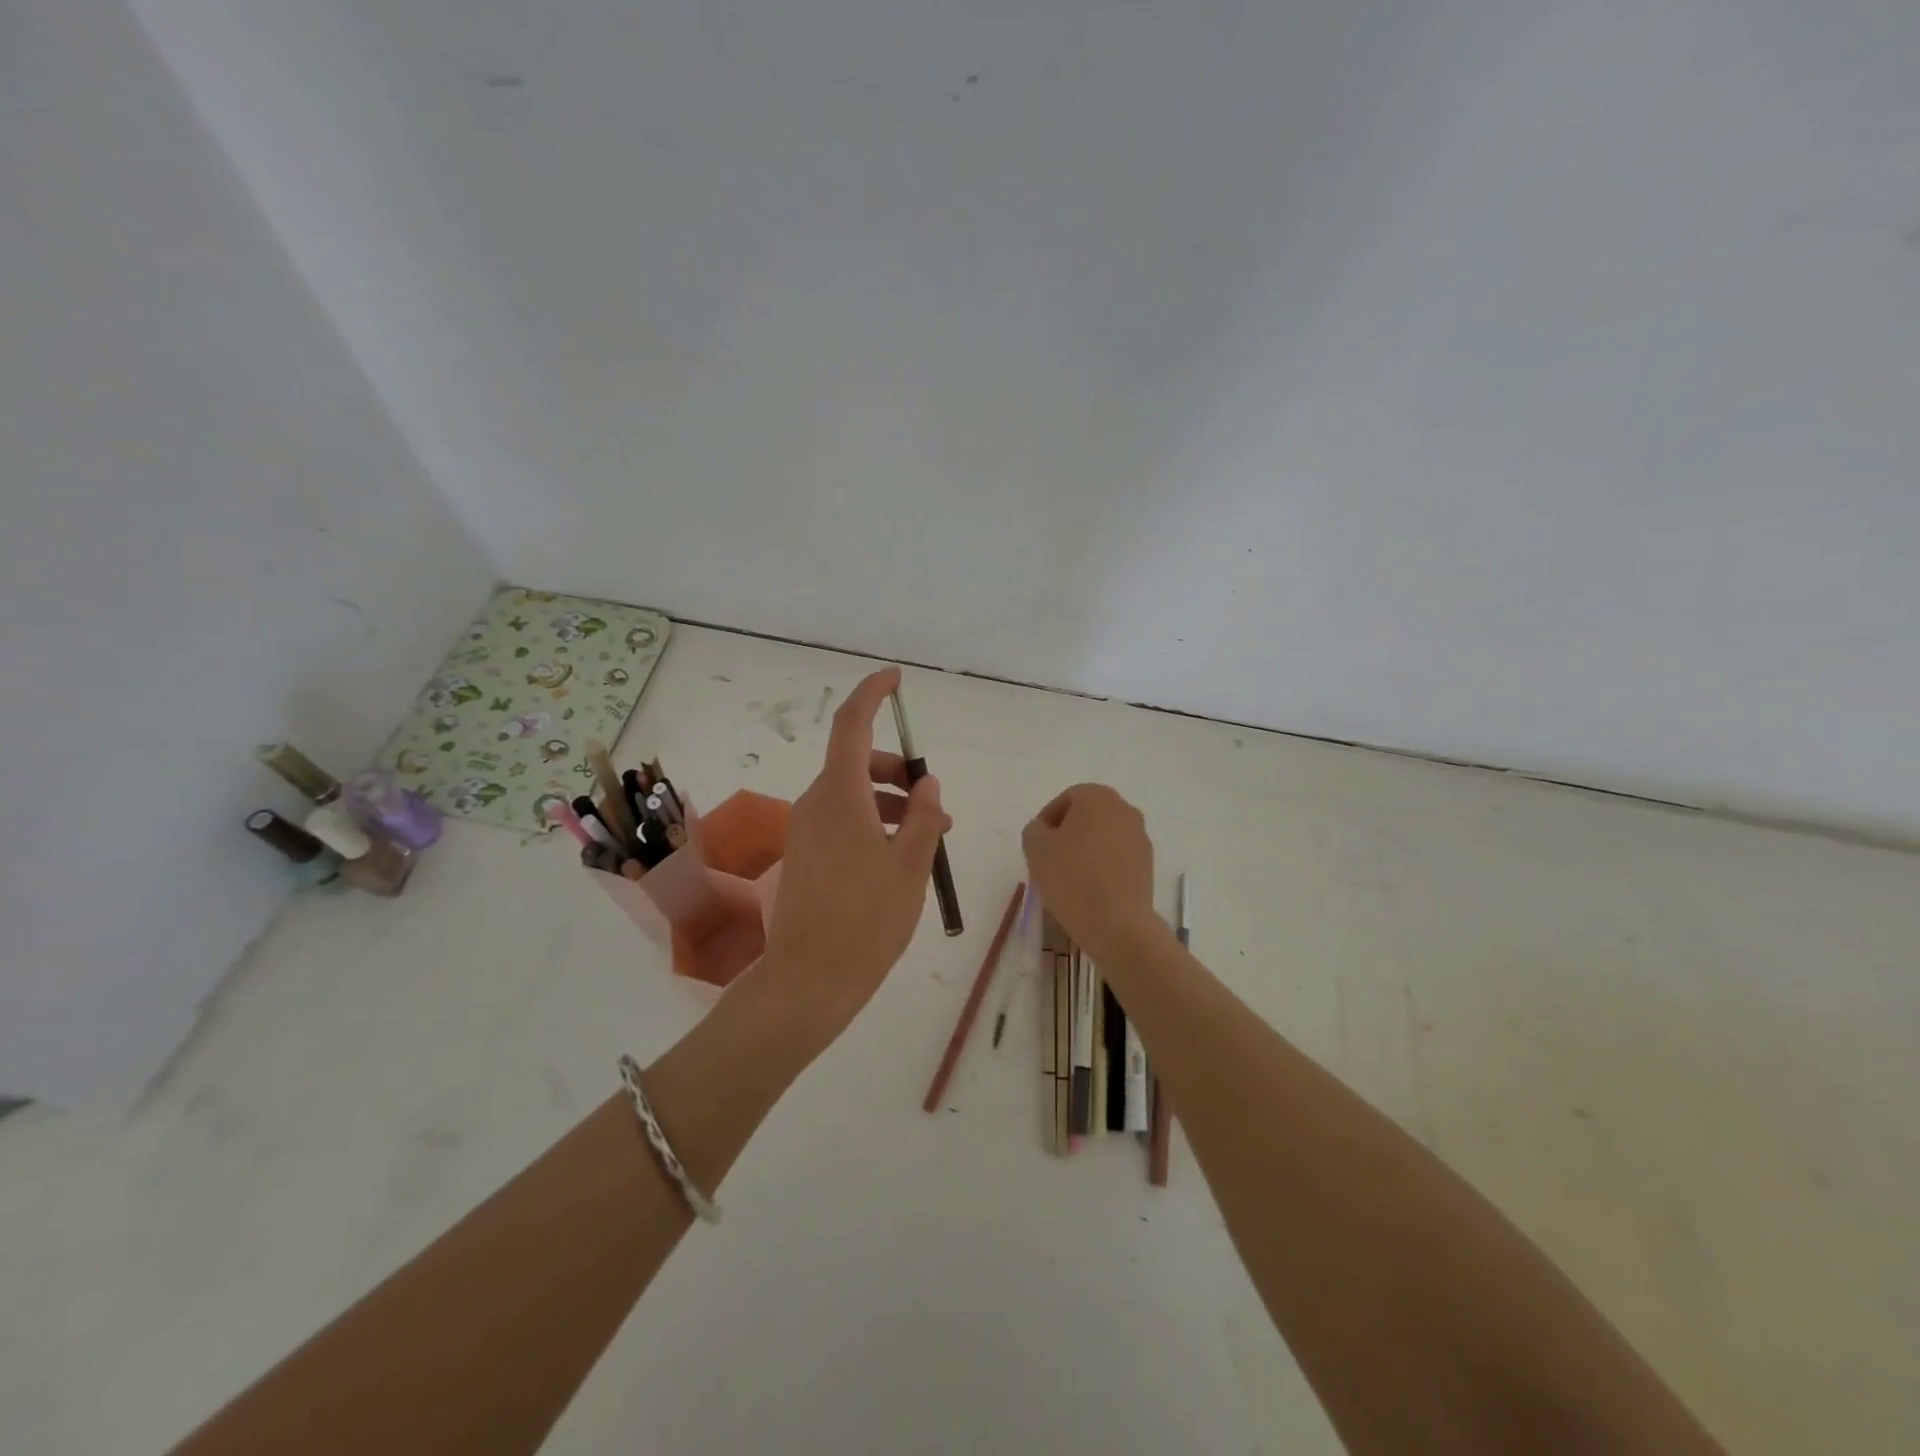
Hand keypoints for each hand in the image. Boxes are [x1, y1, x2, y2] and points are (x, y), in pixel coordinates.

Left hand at [761, 667, 951, 1042]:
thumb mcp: (910, 865)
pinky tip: (899, 856)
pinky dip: (873, 823)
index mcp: (840, 796)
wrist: (810, 980)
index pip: (852, 725)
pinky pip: (843, 820)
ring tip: (928, 838)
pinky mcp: (806, 855)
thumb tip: (927, 784)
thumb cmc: (867, 919)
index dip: (873, 694)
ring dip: (890, 802)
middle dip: (898, 771)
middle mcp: (816, 804)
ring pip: (853, 794)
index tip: (896, 680)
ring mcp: (807, 830)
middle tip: (935, 804)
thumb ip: (923, 816)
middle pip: (857, 762)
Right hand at [1021, 783, 1160, 959]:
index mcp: (1098, 797)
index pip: (1066, 799)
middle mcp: (1124, 809)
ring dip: (1086, 849)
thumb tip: (1044, 831)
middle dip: (1067, 833)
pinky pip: (1118, 856)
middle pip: (1087, 816)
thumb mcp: (1035, 848)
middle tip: (1050, 859)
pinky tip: (1090, 888)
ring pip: (1104, 836)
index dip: (1047, 820)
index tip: (1037, 845)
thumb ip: (1034, 829)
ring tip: (1069, 877)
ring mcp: (1140, 837)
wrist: (1117, 924)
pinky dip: (1103, 865)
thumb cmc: (1072, 878)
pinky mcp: (1148, 864)